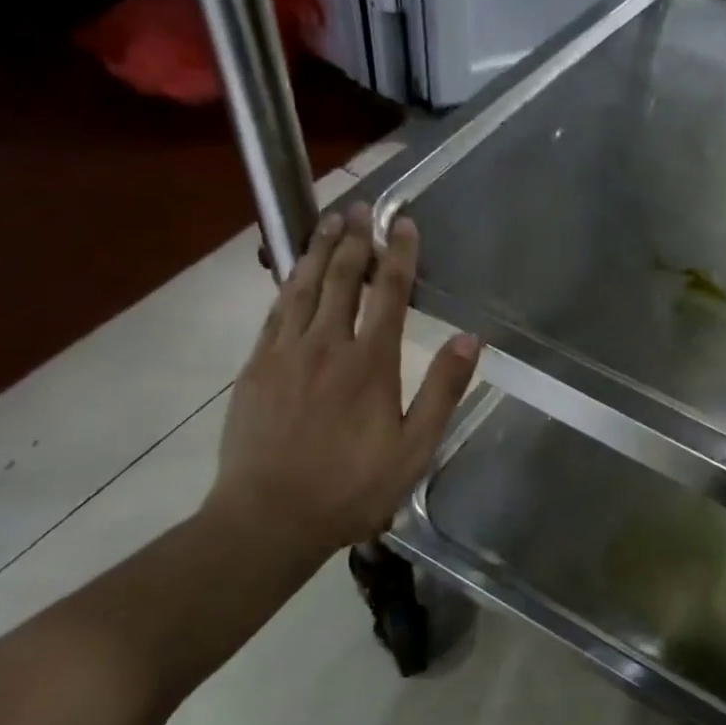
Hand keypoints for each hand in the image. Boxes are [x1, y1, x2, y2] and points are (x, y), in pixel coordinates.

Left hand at [204, 203, 478, 557]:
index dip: (398, 254)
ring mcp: (285, 352)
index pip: (388, 292)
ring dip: (319, 250)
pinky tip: (294, 272)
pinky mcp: (256, 367)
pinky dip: (288, 283)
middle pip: (341, 278)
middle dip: (355, 239)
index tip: (403, 223)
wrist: (269, 517)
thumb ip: (442, 390)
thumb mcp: (414, 448)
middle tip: (362, 208)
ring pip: (303, 286)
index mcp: (369, 362)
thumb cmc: (351, 488)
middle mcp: (325, 344)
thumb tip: (469, 338)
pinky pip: (275, 311)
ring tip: (329, 220)